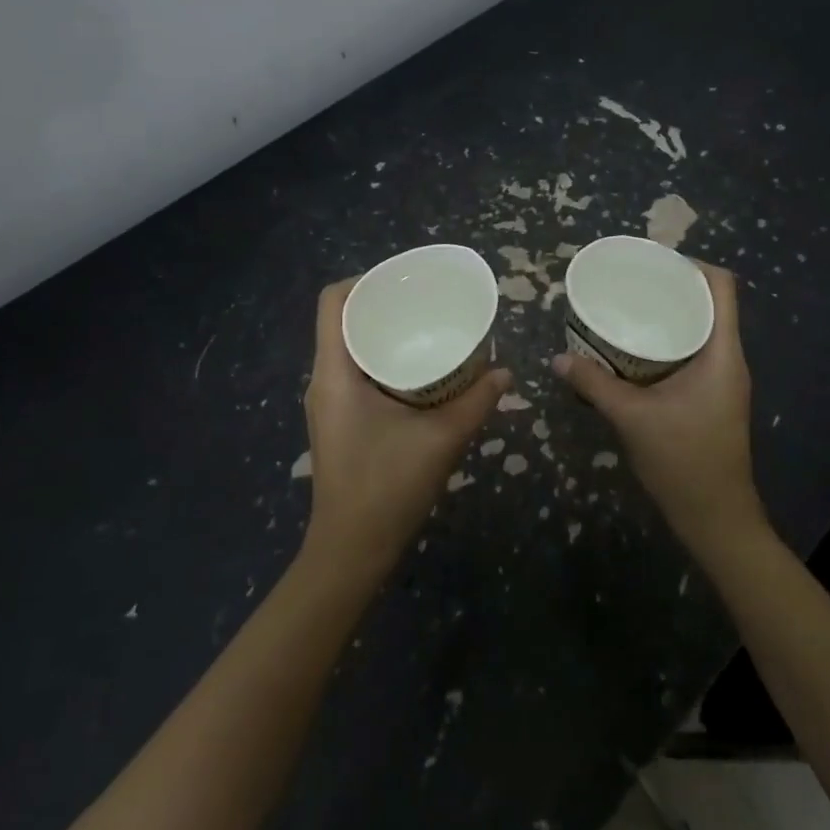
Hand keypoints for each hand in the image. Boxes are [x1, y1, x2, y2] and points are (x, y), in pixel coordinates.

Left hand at [300, 279, 508, 577]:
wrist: (352, 549)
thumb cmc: (388, 487)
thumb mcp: (441, 440)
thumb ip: (476, 402)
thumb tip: (506, 372)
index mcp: (335, 373)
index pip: (333, 302)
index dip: (364, 280)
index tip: (404, 280)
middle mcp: (323, 380)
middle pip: (342, 321)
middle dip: (381, 305)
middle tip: (425, 302)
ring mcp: (327, 403)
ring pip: (348, 348)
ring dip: (382, 334)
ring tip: (425, 329)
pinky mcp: (337, 421)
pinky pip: (354, 373)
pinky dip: (381, 361)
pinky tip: (417, 372)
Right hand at [551, 263, 766, 557]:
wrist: (715, 517)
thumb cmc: (683, 461)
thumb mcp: (632, 418)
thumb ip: (594, 385)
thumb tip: (557, 359)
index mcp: (721, 354)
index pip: (722, 287)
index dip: (692, 264)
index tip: (652, 262)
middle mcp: (728, 360)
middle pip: (709, 304)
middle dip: (671, 288)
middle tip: (630, 284)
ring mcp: (722, 381)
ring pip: (700, 330)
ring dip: (668, 317)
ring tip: (628, 310)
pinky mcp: (711, 397)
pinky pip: (692, 354)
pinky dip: (667, 343)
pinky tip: (633, 352)